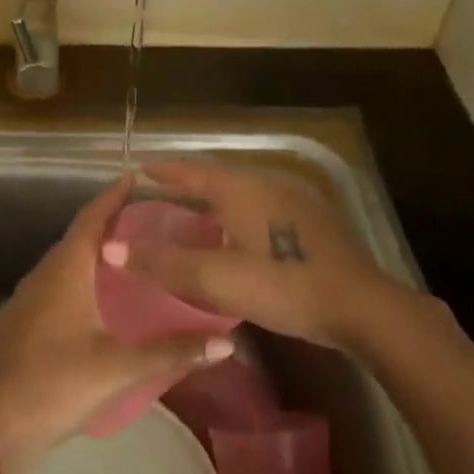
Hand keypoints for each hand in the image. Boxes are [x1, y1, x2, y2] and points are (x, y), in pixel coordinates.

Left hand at [0, 176, 232, 473]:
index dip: (113, 196)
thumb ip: (174, 352)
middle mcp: (44, 275)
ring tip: (131, 254)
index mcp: (65, 271)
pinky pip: (58, 283)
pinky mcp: (25, 321)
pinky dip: (82, 277)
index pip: (91, 219)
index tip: (136, 178)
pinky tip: (102, 298)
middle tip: (149, 219)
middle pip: (79, 236)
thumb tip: (227, 344)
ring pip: (66, 262)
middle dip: (110, 222)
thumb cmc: (58, 384)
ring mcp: (30, 298)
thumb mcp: (121, 367)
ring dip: (95, 251)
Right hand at [101, 160, 393, 352]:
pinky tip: (240, 241)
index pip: (194, 171)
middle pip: (220, 180)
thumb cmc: (284, 285)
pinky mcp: (315, 225)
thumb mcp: (216, 278)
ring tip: (196, 220)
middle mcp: (270, 185)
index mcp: (244, 189)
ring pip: (245, 196)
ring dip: (217, 204)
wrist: (361, 306)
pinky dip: (241, 219)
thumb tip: (111, 248)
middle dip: (190, 187)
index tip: (141, 168)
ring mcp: (297, 203)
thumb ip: (163, 263)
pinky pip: (265, 211)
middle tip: (162, 199)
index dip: (165, 171)